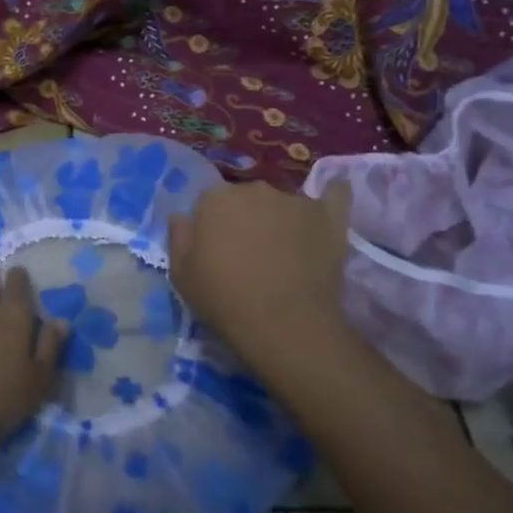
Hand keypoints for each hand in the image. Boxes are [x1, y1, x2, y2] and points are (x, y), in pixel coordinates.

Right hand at [167, 180, 355, 377]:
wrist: (284, 324)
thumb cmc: (224, 300)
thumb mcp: (181, 276)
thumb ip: (179, 238)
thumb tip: (181, 216)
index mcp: (215, 199)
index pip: (209, 203)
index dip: (213, 227)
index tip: (217, 251)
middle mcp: (254, 189)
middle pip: (246, 198)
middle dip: (246, 219)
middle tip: (250, 254)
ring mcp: (294, 200)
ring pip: (283, 202)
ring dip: (280, 218)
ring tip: (286, 252)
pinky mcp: (328, 215)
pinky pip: (334, 195)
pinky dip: (332, 196)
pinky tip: (333, 197)